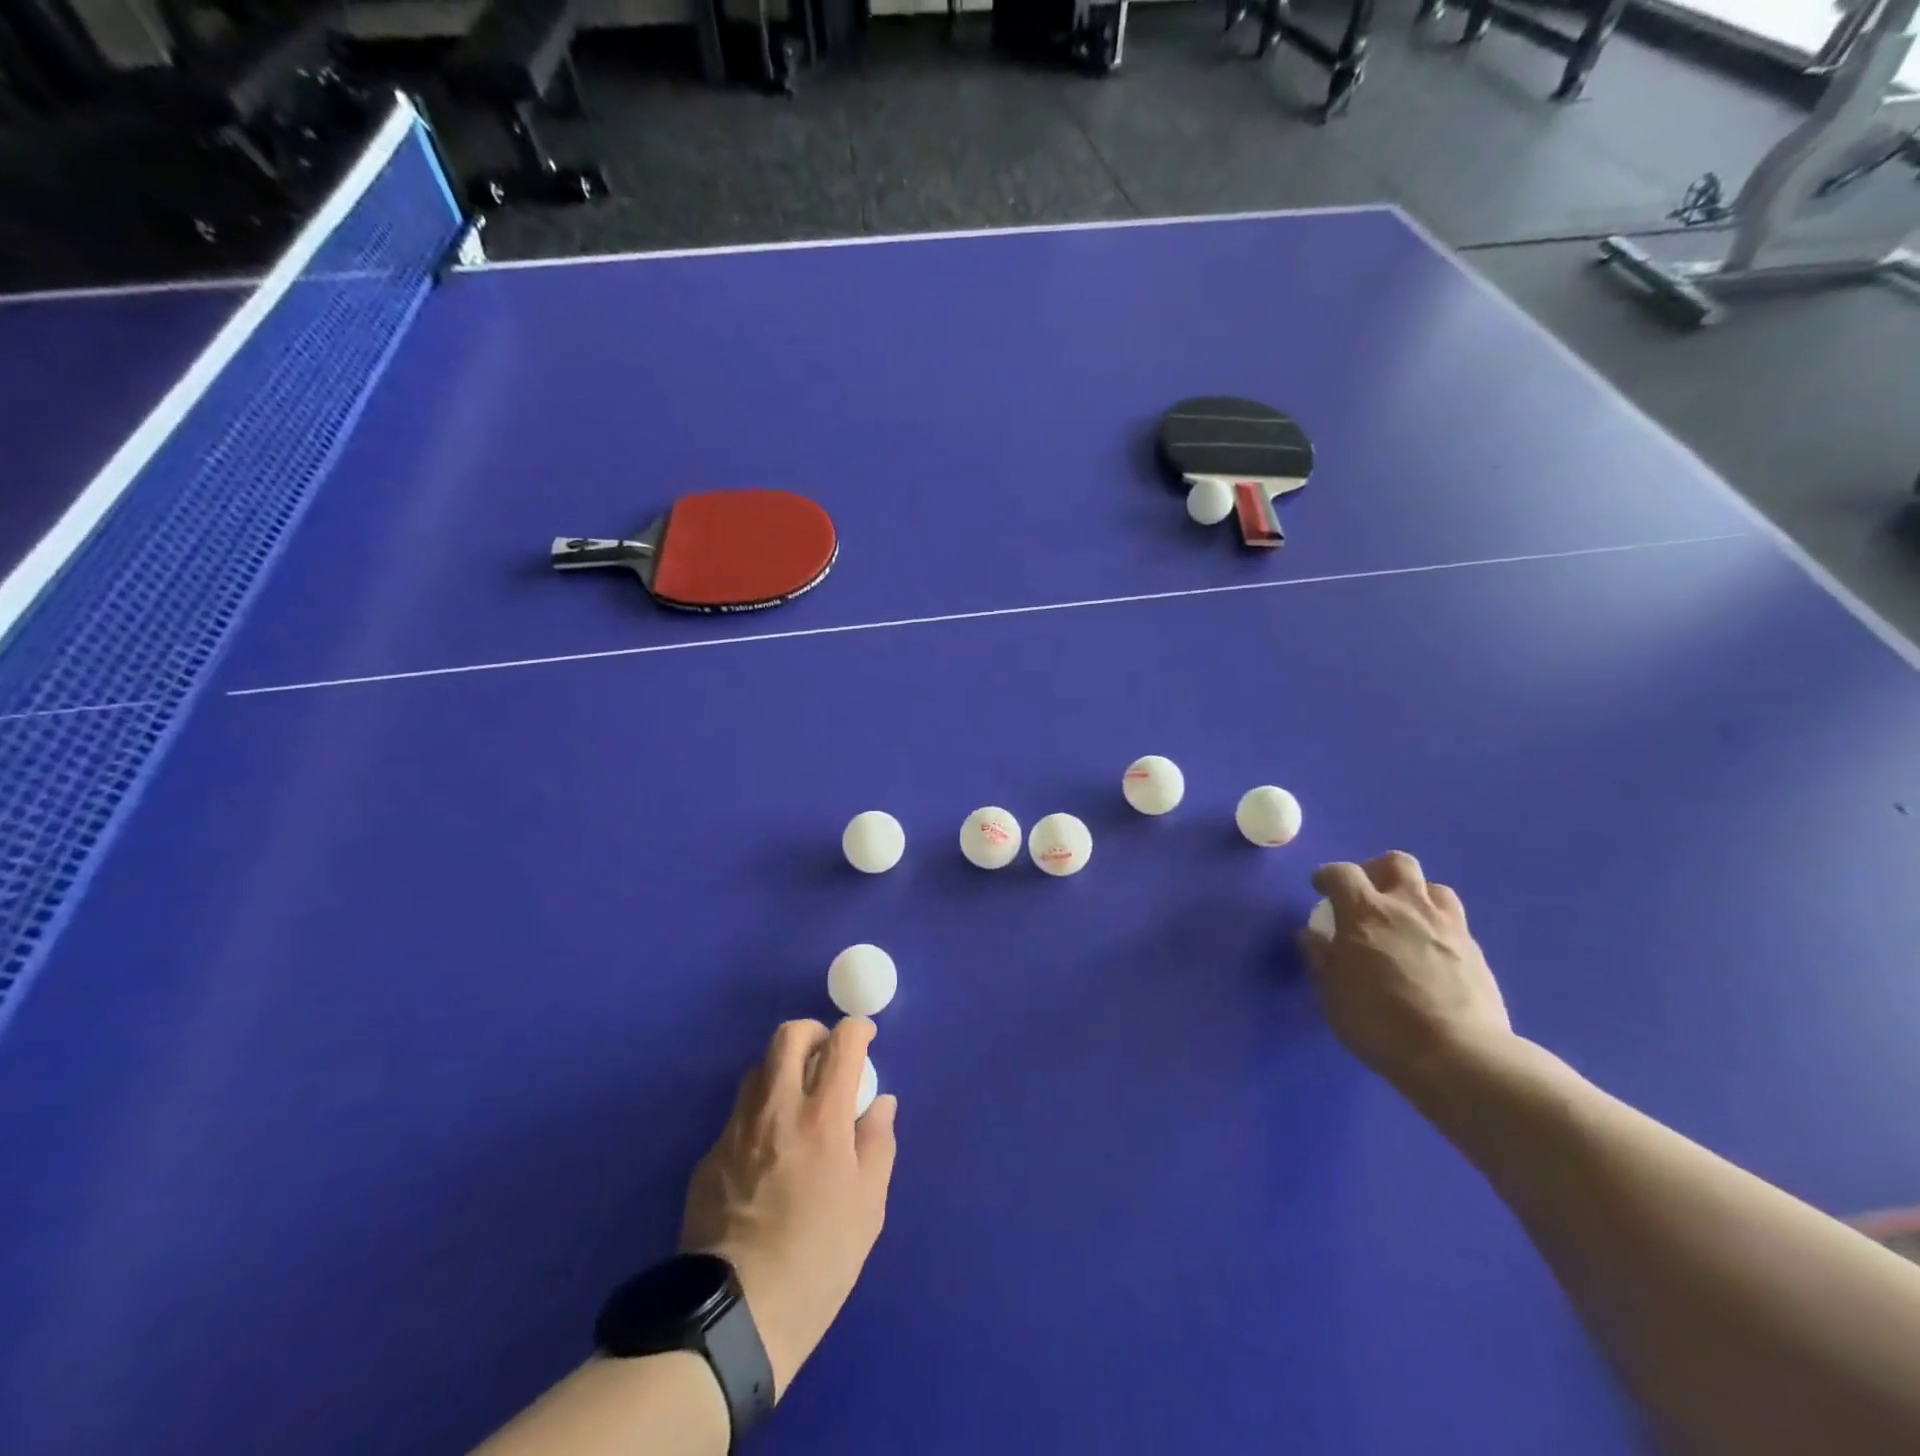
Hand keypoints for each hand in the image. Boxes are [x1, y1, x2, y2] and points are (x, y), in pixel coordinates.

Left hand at [679, 1017, 898, 1399]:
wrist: (736, 1315)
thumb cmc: (818, 1260)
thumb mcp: (868, 1206)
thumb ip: (878, 1143)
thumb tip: (880, 1103)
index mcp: (822, 1117)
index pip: (842, 1043)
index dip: (858, 1029)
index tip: (866, 1038)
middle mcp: (777, 1108)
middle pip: (789, 1036)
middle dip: (814, 1032)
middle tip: (828, 1054)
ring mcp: (737, 1129)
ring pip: (759, 1068)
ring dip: (784, 1068)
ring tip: (799, 1098)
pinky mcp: (710, 1155)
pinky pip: (739, 1113)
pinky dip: (761, 1111)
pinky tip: (769, 1149)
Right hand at [1299, 853, 1512, 1086]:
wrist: (1459, 1056)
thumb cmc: (1380, 1023)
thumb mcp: (1332, 994)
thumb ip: (1321, 957)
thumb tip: (1312, 934)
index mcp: (1364, 912)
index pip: (1342, 872)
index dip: (1328, 875)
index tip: (1321, 888)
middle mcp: (1407, 907)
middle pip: (1396, 863)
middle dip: (1377, 871)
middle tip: (1367, 894)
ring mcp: (1447, 925)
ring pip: (1433, 887)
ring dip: (1414, 894)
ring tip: (1404, 918)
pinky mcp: (1475, 950)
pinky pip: (1454, 920)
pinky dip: (1437, 923)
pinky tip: (1430, 949)